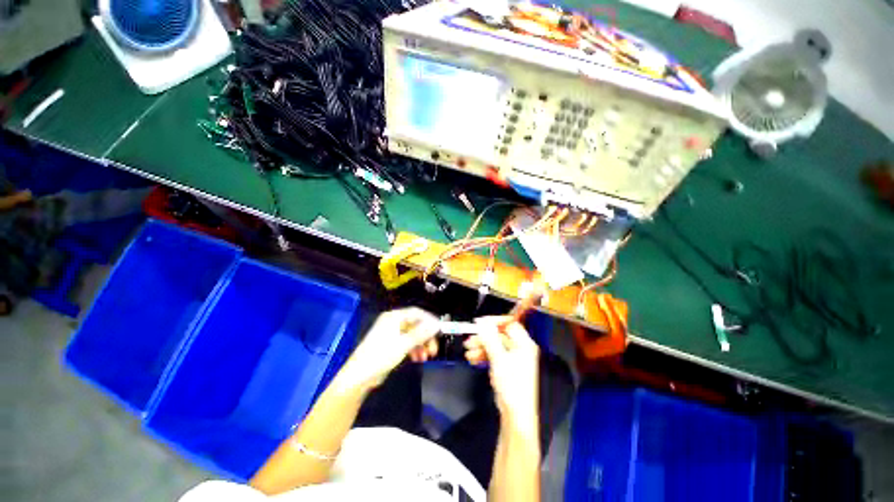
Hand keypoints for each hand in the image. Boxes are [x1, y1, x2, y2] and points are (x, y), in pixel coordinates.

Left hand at [335, 307, 439, 391]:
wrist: (359, 377)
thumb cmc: (381, 356)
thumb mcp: (403, 344)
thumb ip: (421, 333)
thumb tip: (437, 324)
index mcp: (394, 317)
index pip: (416, 312)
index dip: (429, 320)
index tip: (440, 329)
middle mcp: (393, 322)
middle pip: (415, 324)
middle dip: (426, 336)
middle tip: (434, 348)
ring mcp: (391, 333)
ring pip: (412, 335)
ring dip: (421, 344)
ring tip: (427, 357)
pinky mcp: (391, 344)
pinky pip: (407, 342)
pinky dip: (414, 349)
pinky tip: (418, 358)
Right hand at [464, 317, 539, 425]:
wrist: (515, 414)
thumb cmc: (511, 384)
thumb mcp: (499, 358)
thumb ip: (490, 338)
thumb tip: (482, 322)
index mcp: (524, 344)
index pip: (510, 324)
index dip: (495, 322)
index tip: (479, 323)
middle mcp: (520, 349)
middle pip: (500, 335)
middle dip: (483, 337)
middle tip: (469, 339)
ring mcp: (513, 359)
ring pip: (494, 346)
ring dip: (480, 347)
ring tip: (467, 351)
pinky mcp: (506, 367)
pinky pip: (494, 356)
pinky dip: (483, 356)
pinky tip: (473, 359)